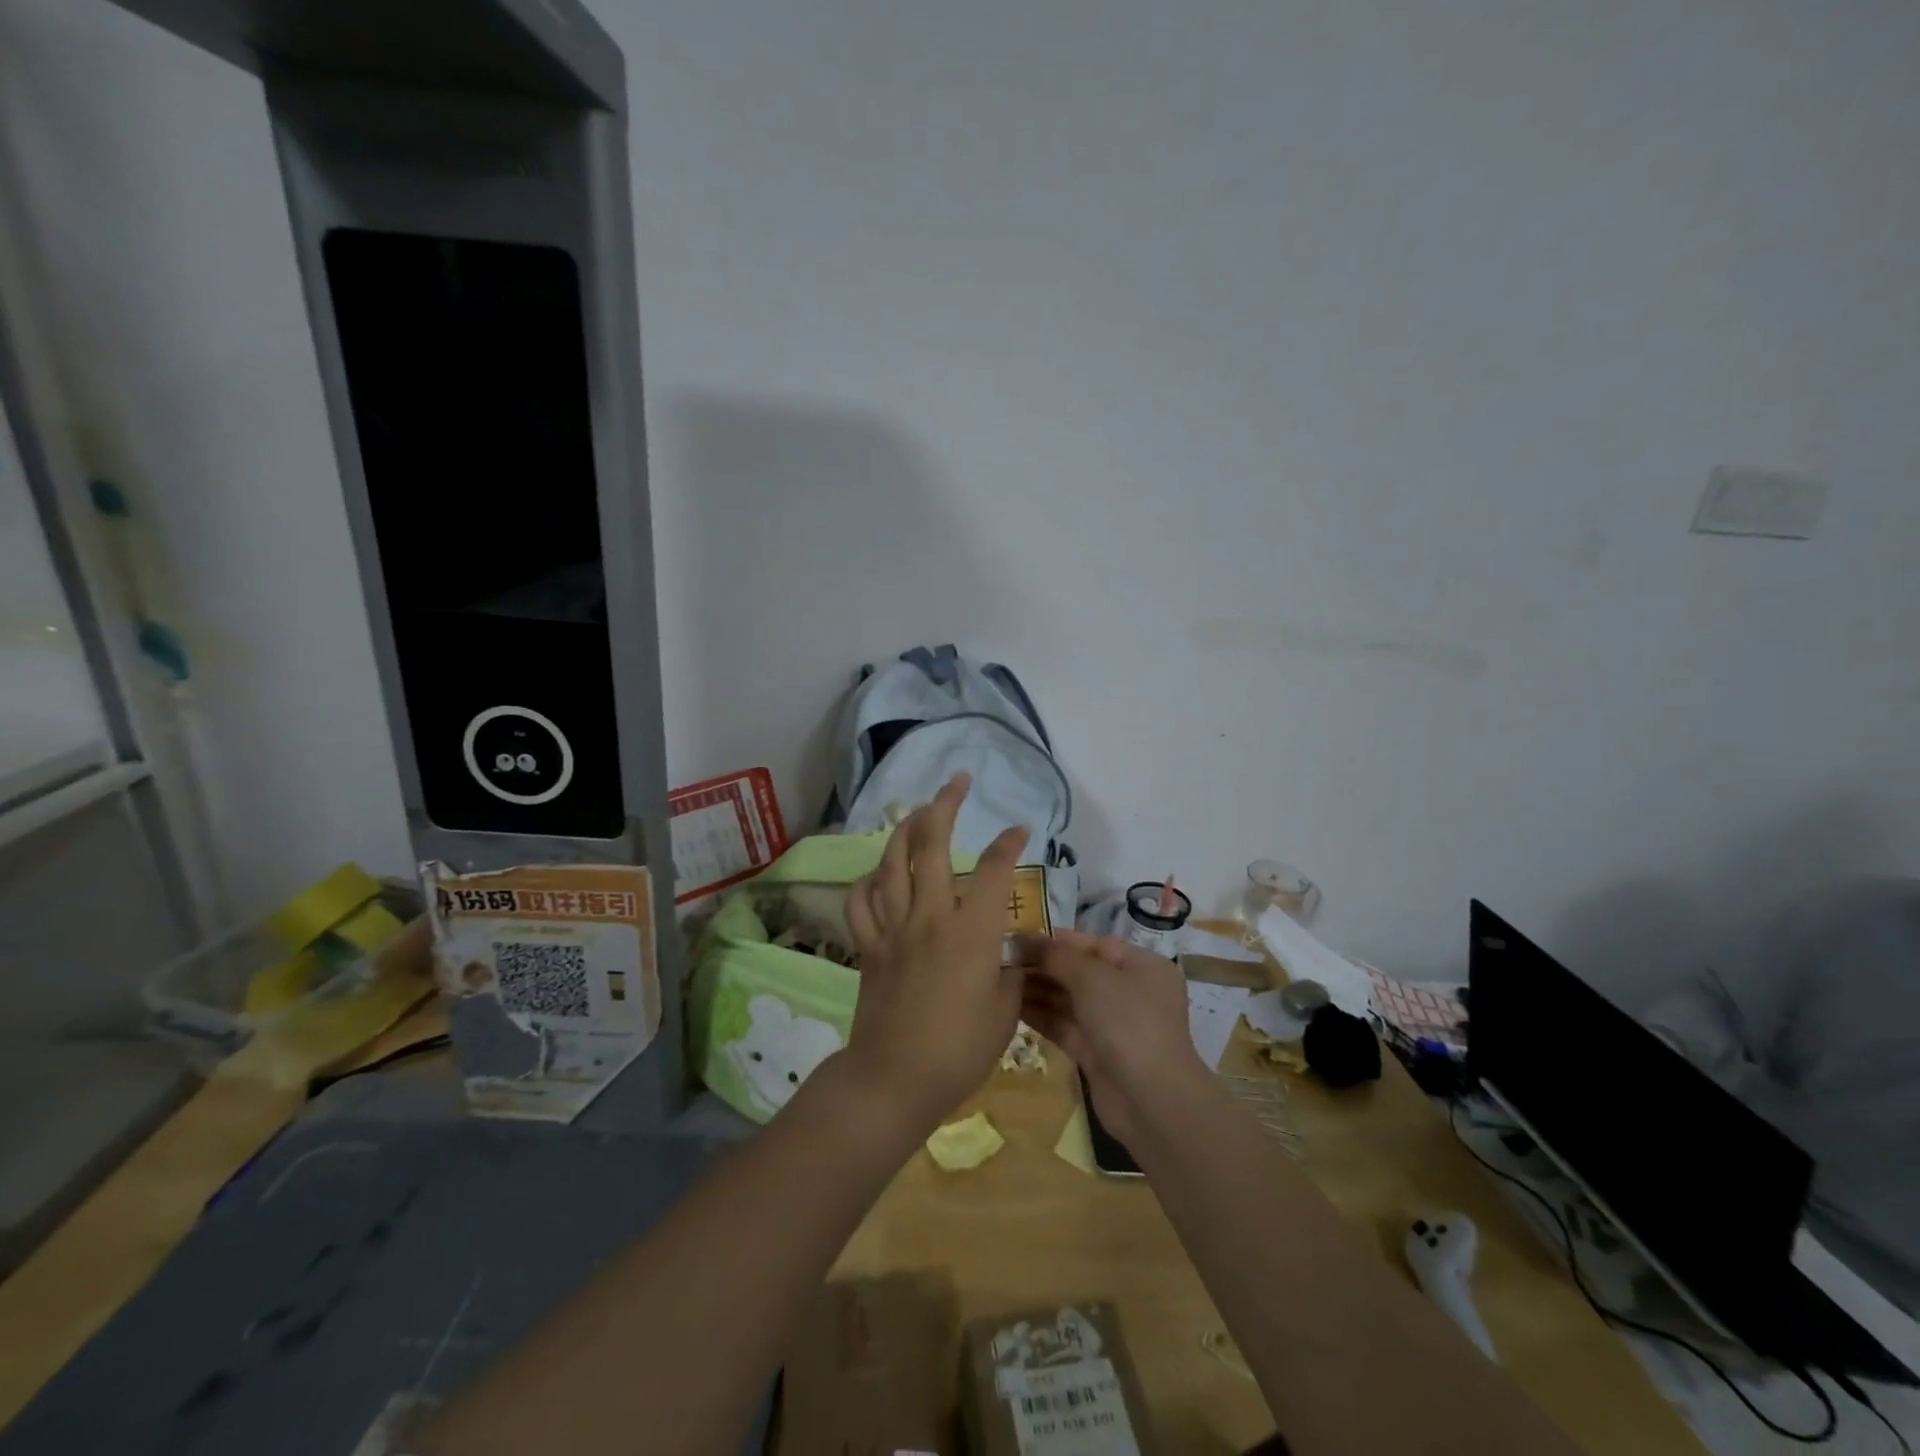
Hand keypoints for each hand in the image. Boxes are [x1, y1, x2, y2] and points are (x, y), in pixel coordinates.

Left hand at [841, 774, 1028, 1136]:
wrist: (894, 1079)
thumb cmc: (959, 1051)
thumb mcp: (1004, 1012)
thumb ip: (1008, 973)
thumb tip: (1004, 954)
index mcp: (970, 931)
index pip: (992, 871)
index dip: (1008, 844)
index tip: (1019, 829)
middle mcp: (929, 916)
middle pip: (932, 845)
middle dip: (946, 805)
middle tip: (957, 781)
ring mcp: (893, 928)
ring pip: (892, 862)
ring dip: (905, 829)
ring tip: (918, 811)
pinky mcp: (868, 946)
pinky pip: (861, 901)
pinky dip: (869, 880)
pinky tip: (880, 874)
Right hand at [1019, 929, 1210, 1145]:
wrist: (1150, 1100)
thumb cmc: (1128, 1022)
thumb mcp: (1093, 978)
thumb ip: (1057, 956)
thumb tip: (1024, 940)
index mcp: (1141, 966)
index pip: (1093, 944)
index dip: (1056, 940)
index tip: (1017, 937)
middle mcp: (1129, 992)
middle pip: (1079, 971)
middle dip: (1042, 965)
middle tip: (1001, 959)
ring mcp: (1113, 1025)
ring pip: (1068, 1000)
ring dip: (1037, 990)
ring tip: (998, 981)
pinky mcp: (1096, 1053)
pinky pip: (1064, 1026)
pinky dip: (1040, 1016)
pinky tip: (1009, 1007)